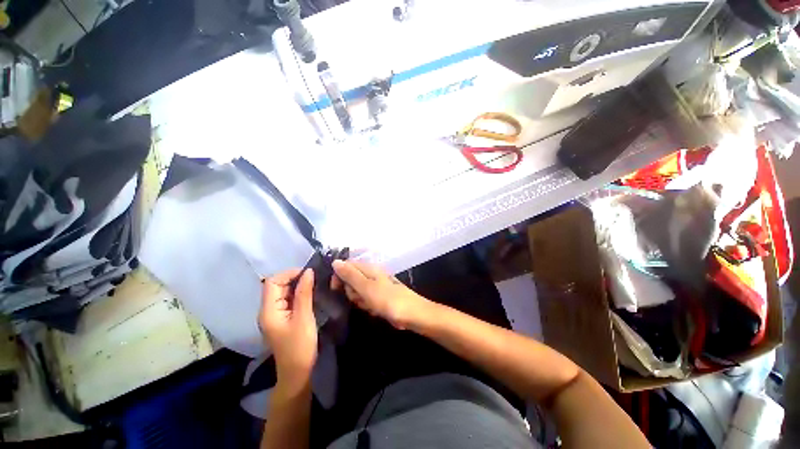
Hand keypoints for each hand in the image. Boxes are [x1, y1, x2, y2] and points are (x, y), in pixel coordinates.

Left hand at [259, 269, 316, 387]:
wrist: (297, 372)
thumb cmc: (300, 346)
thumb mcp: (304, 317)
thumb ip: (304, 293)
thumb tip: (308, 272)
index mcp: (269, 311)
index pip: (272, 282)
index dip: (289, 274)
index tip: (308, 274)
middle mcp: (268, 311)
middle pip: (276, 286)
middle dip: (294, 278)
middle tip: (314, 279)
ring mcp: (274, 315)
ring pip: (283, 292)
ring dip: (297, 286)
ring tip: (315, 284)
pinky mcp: (282, 319)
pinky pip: (287, 300)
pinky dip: (298, 294)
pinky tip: (310, 295)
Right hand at [331, 260, 430, 328]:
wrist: (411, 314)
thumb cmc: (388, 300)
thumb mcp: (366, 287)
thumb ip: (350, 275)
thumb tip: (335, 261)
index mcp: (369, 268)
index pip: (347, 266)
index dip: (339, 276)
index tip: (335, 289)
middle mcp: (372, 275)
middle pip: (351, 280)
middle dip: (351, 291)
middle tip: (360, 298)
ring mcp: (376, 287)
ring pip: (358, 292)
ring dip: (360, 300)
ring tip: (369, 305)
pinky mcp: (379, 298)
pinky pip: (366, 300)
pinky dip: (368, 306)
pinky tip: (375, 310)